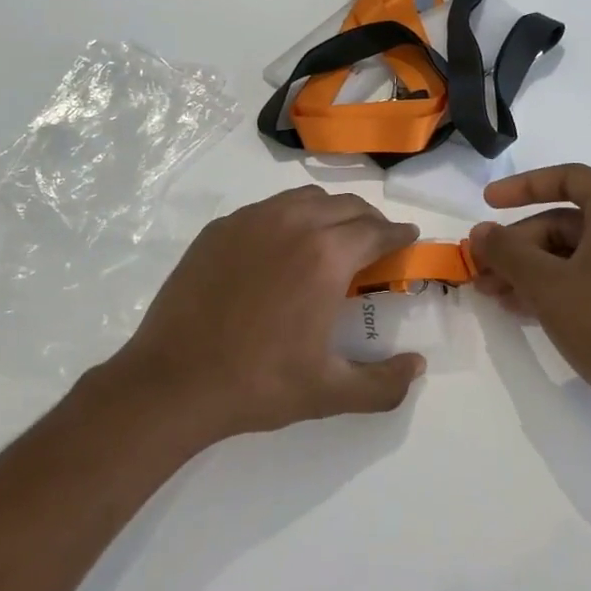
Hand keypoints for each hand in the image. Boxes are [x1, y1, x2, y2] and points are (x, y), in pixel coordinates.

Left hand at [99, 185, 426, 442]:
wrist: (173, 380)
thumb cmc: (258, 383)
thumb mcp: (329, 393)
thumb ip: (384, 384)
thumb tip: (418, 366)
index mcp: (327, 256)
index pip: (377, 230)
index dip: (398, 233)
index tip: (408, 237)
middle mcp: (294, 223)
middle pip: (346, 206)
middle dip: (370, 220)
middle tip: (376, 242)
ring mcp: (252, 220)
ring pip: (306, 198)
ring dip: (331, 211)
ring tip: (333, 237)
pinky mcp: (221, 228)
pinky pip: (268, 207)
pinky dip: (290, 216)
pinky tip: (282, 246)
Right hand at [469, 165, 590, 417]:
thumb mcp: (547, 284)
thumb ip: (507, 252)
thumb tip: (480, 232)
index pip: (568, 178)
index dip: (523, 186)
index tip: (487, 203)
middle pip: (563, 222)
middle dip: (518, 245)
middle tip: (482, 268)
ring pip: (572, 255)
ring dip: (529, 270)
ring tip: (492, 295)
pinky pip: (588, 280)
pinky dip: (553, 288)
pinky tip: (521, 311)